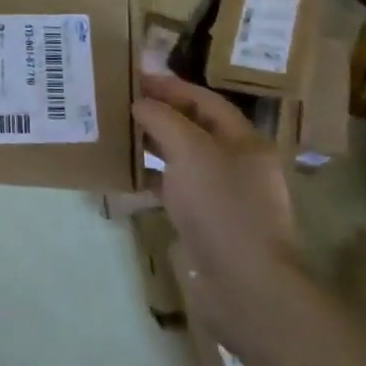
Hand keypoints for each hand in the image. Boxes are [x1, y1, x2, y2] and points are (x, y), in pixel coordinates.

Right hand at [132, 73, 303, 304]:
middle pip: (194, 127)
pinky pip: (177, 190)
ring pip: (184, 159)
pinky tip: (128, 176)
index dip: (170, 86)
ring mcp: (224, 196)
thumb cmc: (222, 207)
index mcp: (244, 140)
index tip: (134, 78)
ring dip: (154, 145)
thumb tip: (140, 103)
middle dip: (159, 114)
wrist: (247, 287)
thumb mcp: (189, 151)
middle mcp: (237, 164)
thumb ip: (162, 119)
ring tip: (119, 134)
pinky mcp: (208, 224)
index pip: (204, 99)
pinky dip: (154, 180)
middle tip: (120, 104)